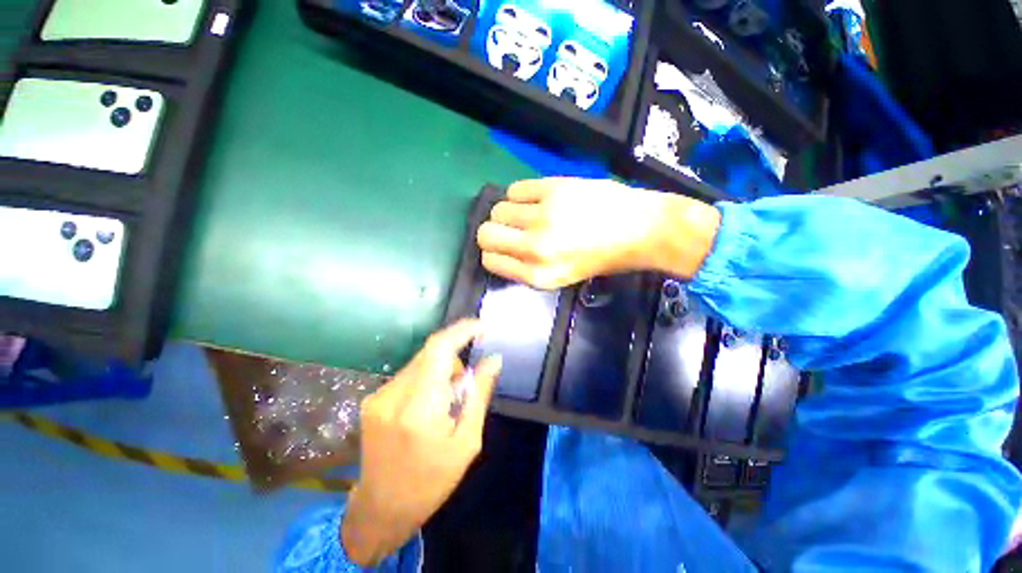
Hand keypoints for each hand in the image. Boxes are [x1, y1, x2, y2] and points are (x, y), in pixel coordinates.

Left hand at [341, 320, 501, 566]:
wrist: (381, 509)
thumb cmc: (431, 481)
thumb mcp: (467, 441)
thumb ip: (479, 394)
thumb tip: (493, 359)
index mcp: (420, 408)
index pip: (439, 349)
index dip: (461, 331)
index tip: (482, 327)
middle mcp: (394, 395)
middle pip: (431, 351)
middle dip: (454, 357)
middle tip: (465, 383)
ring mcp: (379, 396)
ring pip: (420, 361)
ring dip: (440, 370)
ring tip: (446, 402)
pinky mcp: (373, 399)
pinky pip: (409, 373)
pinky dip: (426, 379)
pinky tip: (427, 406)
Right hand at [476, 178, 720, 289]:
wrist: (640, 229)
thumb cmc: (602, 258)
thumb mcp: (563, 277)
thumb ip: (528, 268)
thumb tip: (501, 250)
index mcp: (538, 276)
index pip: (490, 261)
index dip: (493, 252)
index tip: (502, 247)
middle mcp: (535, 249)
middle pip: (486, 234)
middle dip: (492, 232)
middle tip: (510, 229)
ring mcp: (543, 217)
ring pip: (498, 210)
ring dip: (507, 212)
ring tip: (528, 213)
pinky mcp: (553, 190)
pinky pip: (515, 189)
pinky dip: (520, 194)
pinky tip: (537, 199)